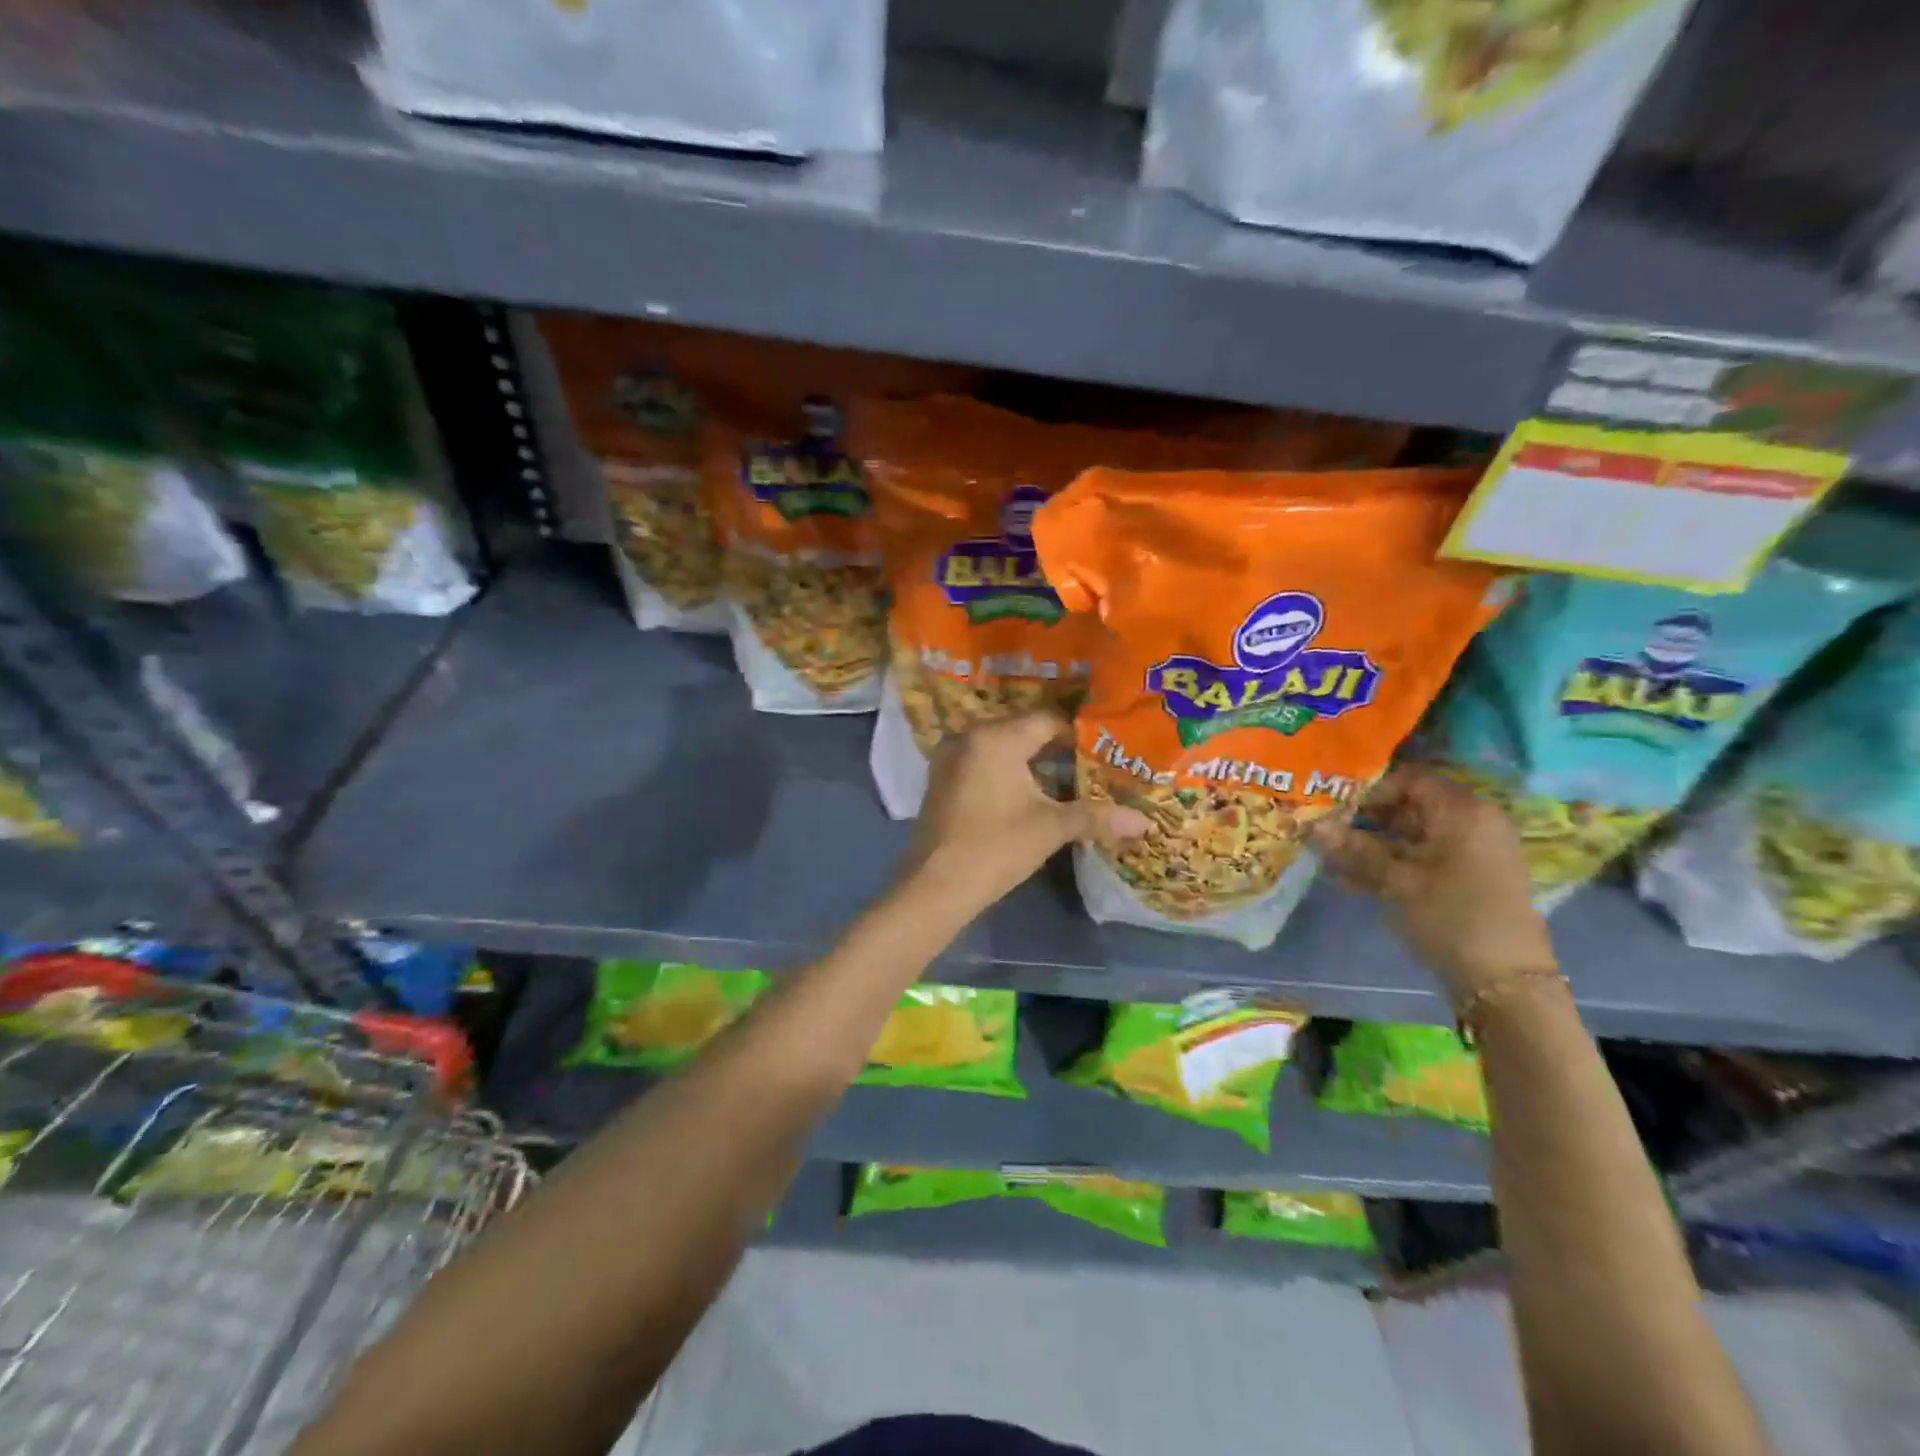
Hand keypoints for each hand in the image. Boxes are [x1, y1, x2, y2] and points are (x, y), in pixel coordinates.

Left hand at [900, 713, 1147, 914]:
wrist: (935, 886)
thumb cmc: (996, 848)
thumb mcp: (1050, 829)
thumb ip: (1096, 817)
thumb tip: (1145, 822)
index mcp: (996, 738)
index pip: (1046, 721)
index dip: (1077, 735)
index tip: (1103, 751)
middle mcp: (969, 736)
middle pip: (1021, 730)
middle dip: (1053, 746)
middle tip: (1087, 763)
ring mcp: (949, 757)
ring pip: (999, 747)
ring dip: (1028, 760)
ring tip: (1061, 778)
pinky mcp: (940, 779)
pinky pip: (980, 762)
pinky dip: (1003, 770)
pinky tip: (1023, 793)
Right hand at [1310, 765, 1554, 1007]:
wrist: (1505, 983)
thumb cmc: (1452, 917)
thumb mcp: (1397, 882)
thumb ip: (1356, 850)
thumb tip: (1313, 825)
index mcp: (1463, 811)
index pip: (1409, 779)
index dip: (1368, 789)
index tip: (1332, 805)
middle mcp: (1470, 823)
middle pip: (1407, 807)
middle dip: (1362, 819)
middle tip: (1322, 829)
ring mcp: (1468, 853)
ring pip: (1408, 836)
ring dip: (1368, 845)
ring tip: (1325, 857)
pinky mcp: (1463, 879)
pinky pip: (1418, 860)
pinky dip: (1386, 866)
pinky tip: (1346, 879)